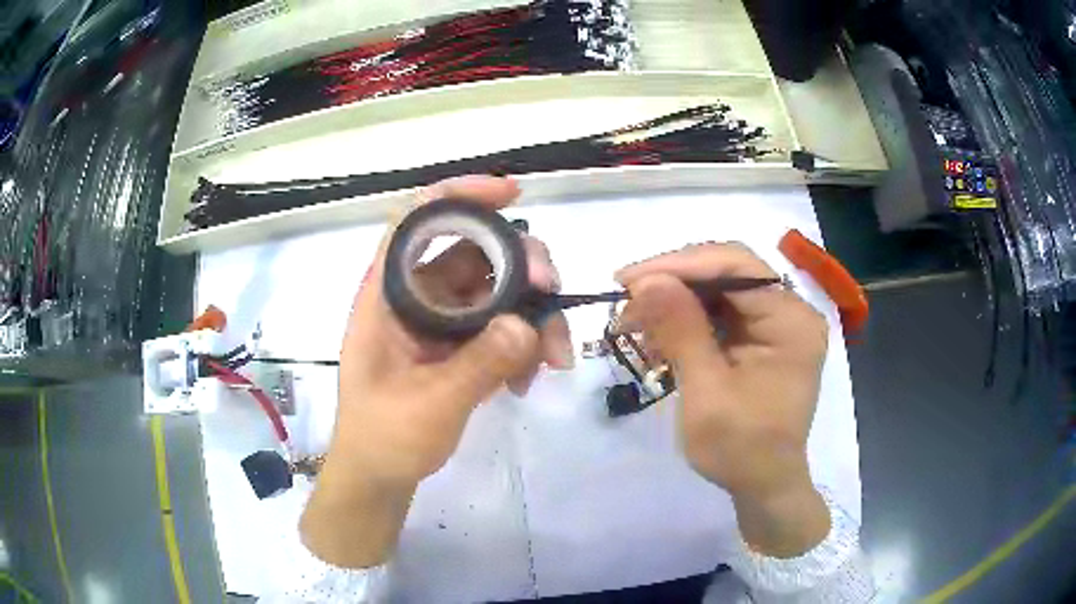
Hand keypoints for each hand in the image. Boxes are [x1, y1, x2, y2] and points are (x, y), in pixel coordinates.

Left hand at [300, 176, 572, 567]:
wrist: (381, 474)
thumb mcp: (430, 405)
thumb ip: (478, 365)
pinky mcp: (461, 344)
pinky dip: (524, 344)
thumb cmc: (385, 437)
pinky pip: (502, 325)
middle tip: (552, 298)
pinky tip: (529, 380)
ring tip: (552, 361)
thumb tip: (528, 324)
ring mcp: (442, 321)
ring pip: (499, 290)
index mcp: (389, 295)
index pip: (417, 221)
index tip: (511, 195)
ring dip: (533, 315)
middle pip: (477, 251)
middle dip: (522, 269)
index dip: (460, 195)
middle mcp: (417, 296)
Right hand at [615, 242, 830, 557]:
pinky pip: (720, 314)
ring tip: (632, 322)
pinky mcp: (760, 339)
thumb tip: (648, 279)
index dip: (680, 265)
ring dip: (674, 302)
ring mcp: (776, 324)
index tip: (629, 280)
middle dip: (674, 283)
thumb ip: (681, 330)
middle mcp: (789, 312)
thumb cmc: (740, 449)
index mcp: (791, 320)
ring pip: (718, 291)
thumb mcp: (707, 392)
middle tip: (625, 300)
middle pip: (727, 273)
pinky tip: (656, 336)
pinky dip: (685, 322)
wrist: (762, 487)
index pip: (737, 266)